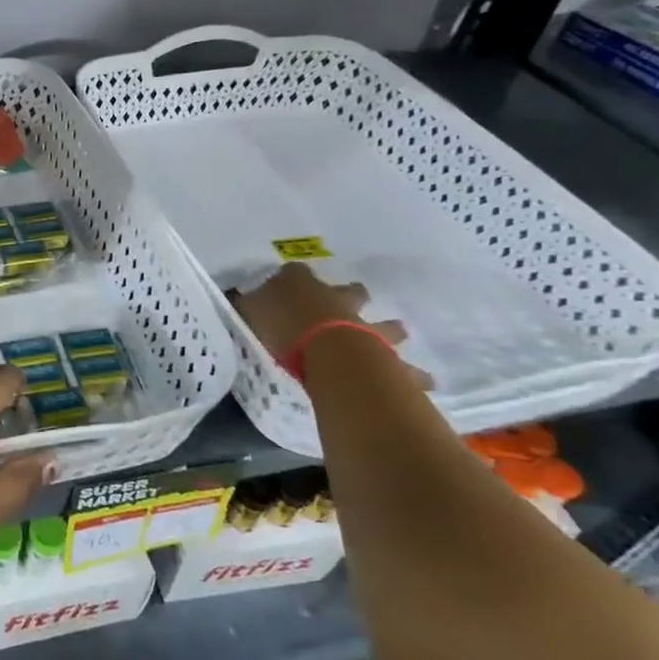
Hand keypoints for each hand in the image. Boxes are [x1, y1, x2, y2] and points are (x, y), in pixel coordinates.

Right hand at [229, 263, 430, 384]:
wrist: (327, 352)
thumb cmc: (283, 326)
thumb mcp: (249, 309)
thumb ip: (243, 302)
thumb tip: (231, 292)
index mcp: (310, 290)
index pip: (301, 276)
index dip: (301, 279)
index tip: (300, 280)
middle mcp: (345, 306)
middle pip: (354, 296)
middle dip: (358, 299)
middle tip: (361, 299)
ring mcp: (371, 333)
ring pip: (388, 331)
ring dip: (394, 334)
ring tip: (404, 336)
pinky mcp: (388, 363)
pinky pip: (407, 371)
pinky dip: (415, 376)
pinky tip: (427, 383)